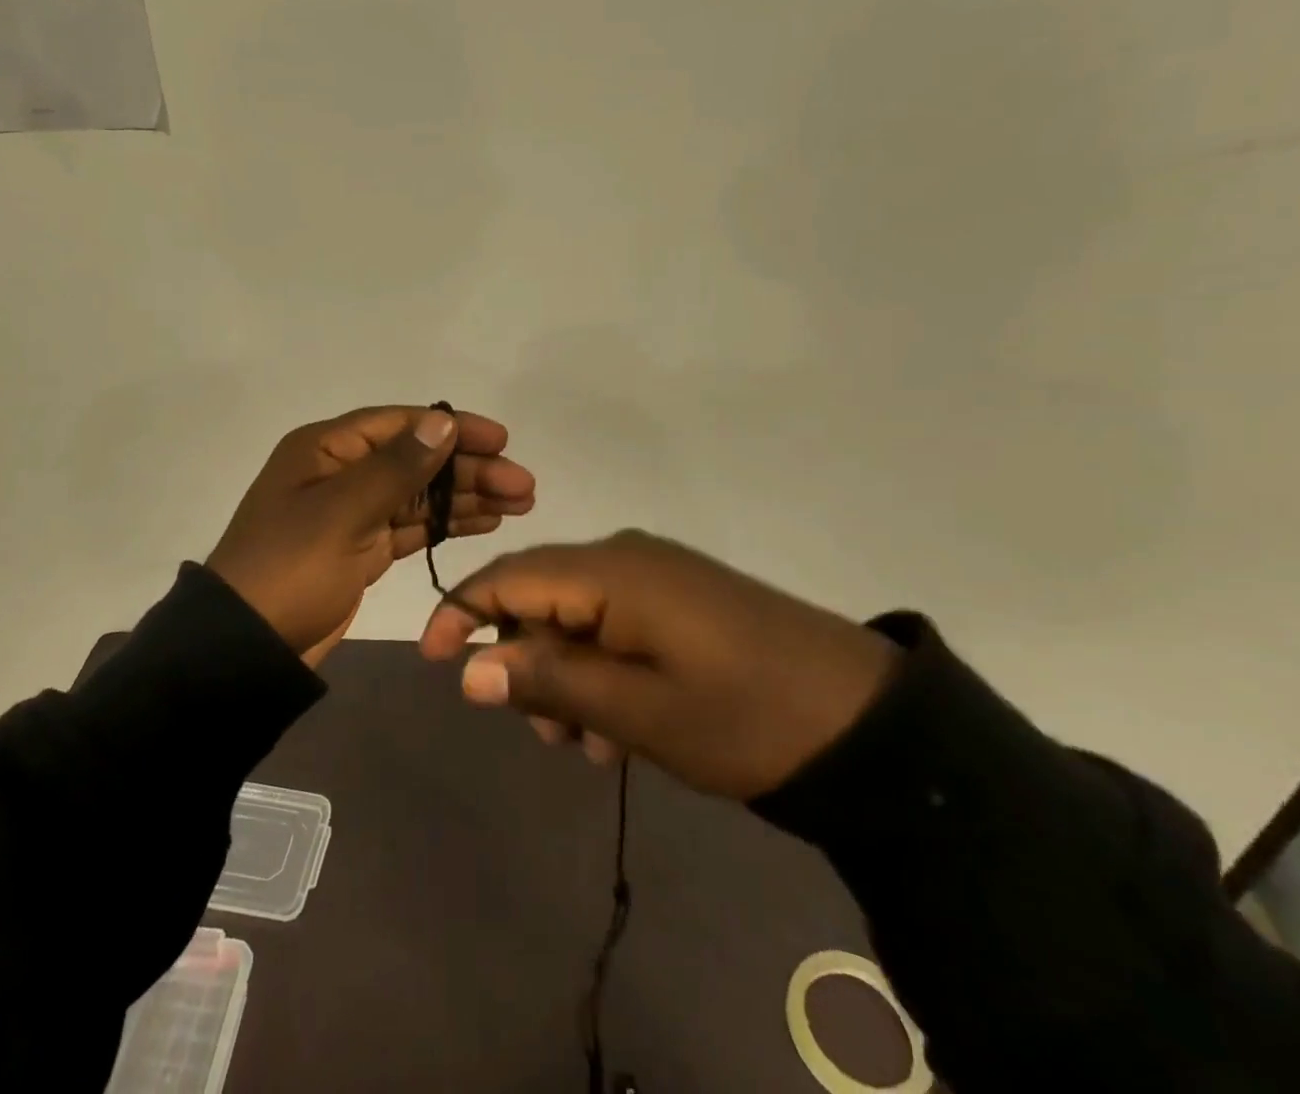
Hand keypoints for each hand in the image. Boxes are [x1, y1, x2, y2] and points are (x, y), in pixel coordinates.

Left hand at [207, 405, 535, 666]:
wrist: (247, 648)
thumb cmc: (290, 568)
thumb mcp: (342, 512)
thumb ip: (397, 468)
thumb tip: (443, 421)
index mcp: (326, 449)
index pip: (400, 424)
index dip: (452, 428)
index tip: (501, 440)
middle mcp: (341, 472)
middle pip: (416, 460)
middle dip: (470, 469)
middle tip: (524, 484)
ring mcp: (352, 512)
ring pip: (420, 495)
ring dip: (467, 496)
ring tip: (520, 503)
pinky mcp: (362, 549)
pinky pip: (412, 527)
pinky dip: (447, 524)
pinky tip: (486, 523)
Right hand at [418, 530, 898, 800]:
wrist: (867, 722)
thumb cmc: (743, 716)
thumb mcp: (637, 710)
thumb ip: (548, 681)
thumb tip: (469, 668)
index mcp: (611, 570)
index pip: (509, 577)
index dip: (460, 614)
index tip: (432, 663)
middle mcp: (626, 557)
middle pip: (540, 596)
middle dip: (524, 661)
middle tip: (546, 734)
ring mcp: (658, 575)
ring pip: (576, 616)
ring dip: (565, 675)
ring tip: (592, 744)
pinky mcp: (681, 599)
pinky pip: (615, 623)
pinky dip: (601, 669)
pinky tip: (624, 723)